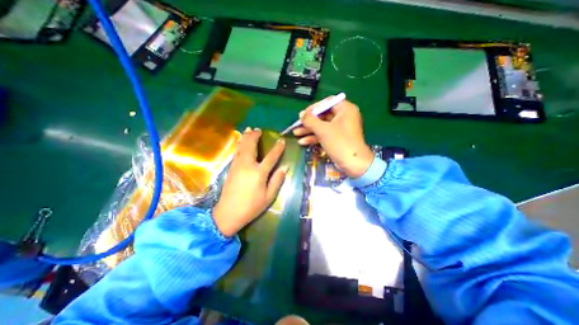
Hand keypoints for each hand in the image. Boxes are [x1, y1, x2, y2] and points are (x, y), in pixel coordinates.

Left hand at [213, 127, 286, 235]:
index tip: (282, 140)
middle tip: (258, 129)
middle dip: (255, 136)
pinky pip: (236, 152)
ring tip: (249, 130)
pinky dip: (239, 144)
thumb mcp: (268, 197)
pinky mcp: (231, 168)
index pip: (271, 157)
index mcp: (259, 173)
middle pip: (251, 146)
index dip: (278, 148)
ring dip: (245, 137)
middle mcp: (247, 165)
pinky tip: (240, 142)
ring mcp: (237, 166)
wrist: (227, 214)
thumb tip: (285, 168)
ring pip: (241, 147)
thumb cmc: (251, 207)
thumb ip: (277, 180)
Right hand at [292, 97, 373, 177]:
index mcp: (345, 109)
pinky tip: (303, 142)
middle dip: (309, 122)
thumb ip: (310, 120)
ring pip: (322, 126)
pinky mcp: (338, 139)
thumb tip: (301, 114)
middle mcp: (344, 117)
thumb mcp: (323, 130)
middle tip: (297, 125)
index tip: (303, 114)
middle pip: (323, 116)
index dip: (313, 108)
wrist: (354, 164)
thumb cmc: (340, 143)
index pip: (327, 103)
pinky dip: (315, 137)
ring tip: (296, 134)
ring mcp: (341, 129)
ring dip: (309, 130)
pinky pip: (325, 135)